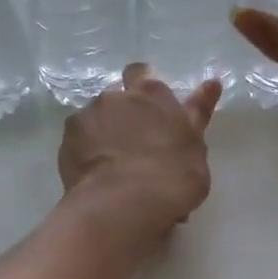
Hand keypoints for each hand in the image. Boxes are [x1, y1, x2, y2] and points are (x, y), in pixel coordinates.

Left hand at [58, 65, 220, 243]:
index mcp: (153, 94)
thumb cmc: (172, 178)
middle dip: (121, 109)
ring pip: (94, 116)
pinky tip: (93, 172)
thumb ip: (196, 115)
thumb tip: (211, 84)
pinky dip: (84, 150)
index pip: (142, 73)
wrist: (123, 205)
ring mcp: (88, 116)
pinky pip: (77, 139)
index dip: (143, 89)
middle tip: (131, 138)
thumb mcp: (195, 147)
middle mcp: (117, 96)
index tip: (148, 109)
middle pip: (116, 94)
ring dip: (102, 130)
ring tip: (110, 161)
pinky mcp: (67, 139)